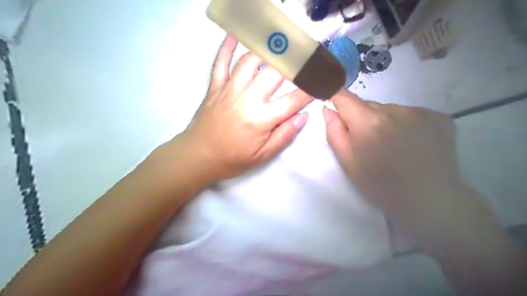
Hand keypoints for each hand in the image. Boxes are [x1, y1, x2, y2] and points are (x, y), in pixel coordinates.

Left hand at [168, 36, 309, 182]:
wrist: (198, 157)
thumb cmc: (233, 159)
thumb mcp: (263, 155)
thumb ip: (284, 135)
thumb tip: (303, 116)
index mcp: (261, 118)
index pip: (293, 100)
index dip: (310, 91)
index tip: (320, 85)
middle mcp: (247, 98)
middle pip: (275, 72)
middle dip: (294, 64)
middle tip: (304, 60)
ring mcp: (229, 89)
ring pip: (250, 60)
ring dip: (267, 51)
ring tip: (280, 48)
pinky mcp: (215, 86)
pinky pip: (221, 62)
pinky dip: (227, 47)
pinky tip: (235, 36)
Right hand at [321, 90, 493, 244]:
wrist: (429, 201)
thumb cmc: (381, 186)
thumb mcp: (348, 164)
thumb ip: (334, 133)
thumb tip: (328, 109)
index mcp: (368, 123)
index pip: (345, 97)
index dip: (336, 97)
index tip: (335, 103)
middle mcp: (394, 110)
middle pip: (368, 105)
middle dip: (362, 118)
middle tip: (369, 142)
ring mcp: (420, 112)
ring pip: (390, 110)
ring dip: (385, 121)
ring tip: (393, 146)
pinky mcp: (439, 117)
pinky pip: (411, 114)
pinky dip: (406, 124)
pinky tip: (412, 143)